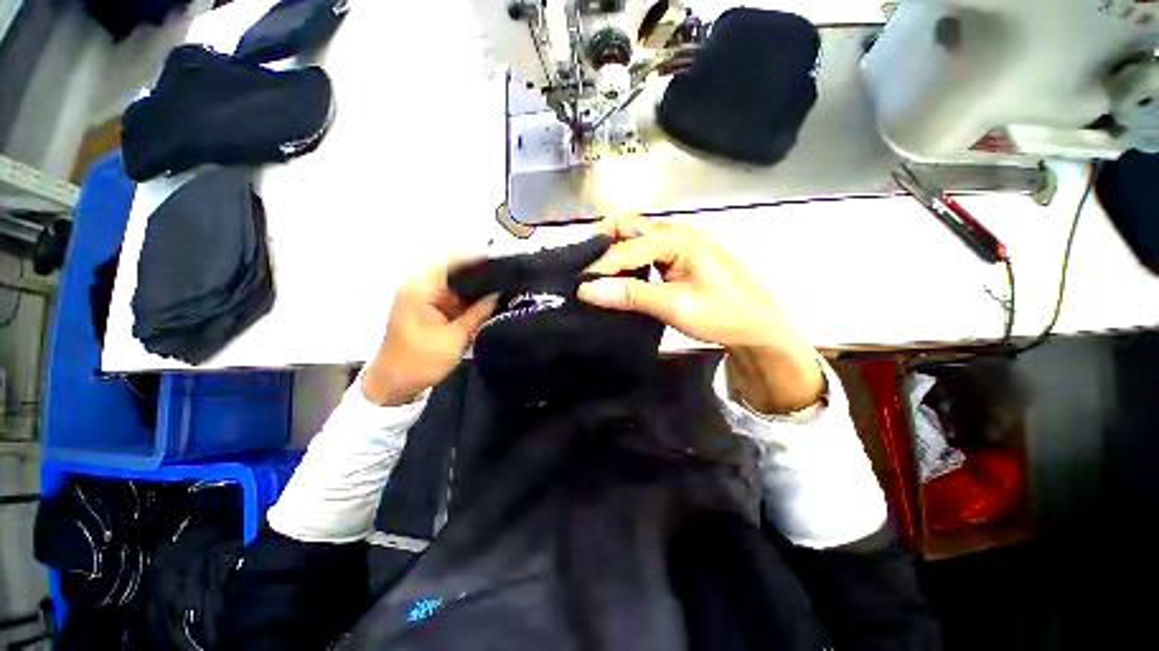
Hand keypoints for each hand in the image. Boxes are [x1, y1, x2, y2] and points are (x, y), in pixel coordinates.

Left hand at [362, 258, 497, 405]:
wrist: (394, 384)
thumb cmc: (421, 361)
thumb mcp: (455, 337)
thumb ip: (479, 313)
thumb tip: (500, 294)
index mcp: (420, 289)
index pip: (452, 262)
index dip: (477, 258)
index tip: (502, 259)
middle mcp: (420, 286)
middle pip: (455, 270)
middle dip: (482, 272)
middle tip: (509, 274)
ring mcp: (424, 297)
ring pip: (456, 284)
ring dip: (477, 286)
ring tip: (505, 285)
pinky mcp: (429, 308)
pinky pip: (453, 296)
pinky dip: (469, 298)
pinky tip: (489, 299)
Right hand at [579, 216, 823, 412]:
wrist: (759, 330)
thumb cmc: (722, 315)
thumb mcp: (674, 305)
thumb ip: (630, 294)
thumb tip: (586, 290)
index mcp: (678, 238)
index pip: (627, 248)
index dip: (600, 267)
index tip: (578, 287)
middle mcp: (677, 233)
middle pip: (630, 229)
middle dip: (603, 245)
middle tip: (583, 271)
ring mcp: (679, 245)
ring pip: (636, 240)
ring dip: (614, 254)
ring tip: (594, 277)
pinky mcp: (679, 259)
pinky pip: (645, 253)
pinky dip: (628, 263)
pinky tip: (618, 279)